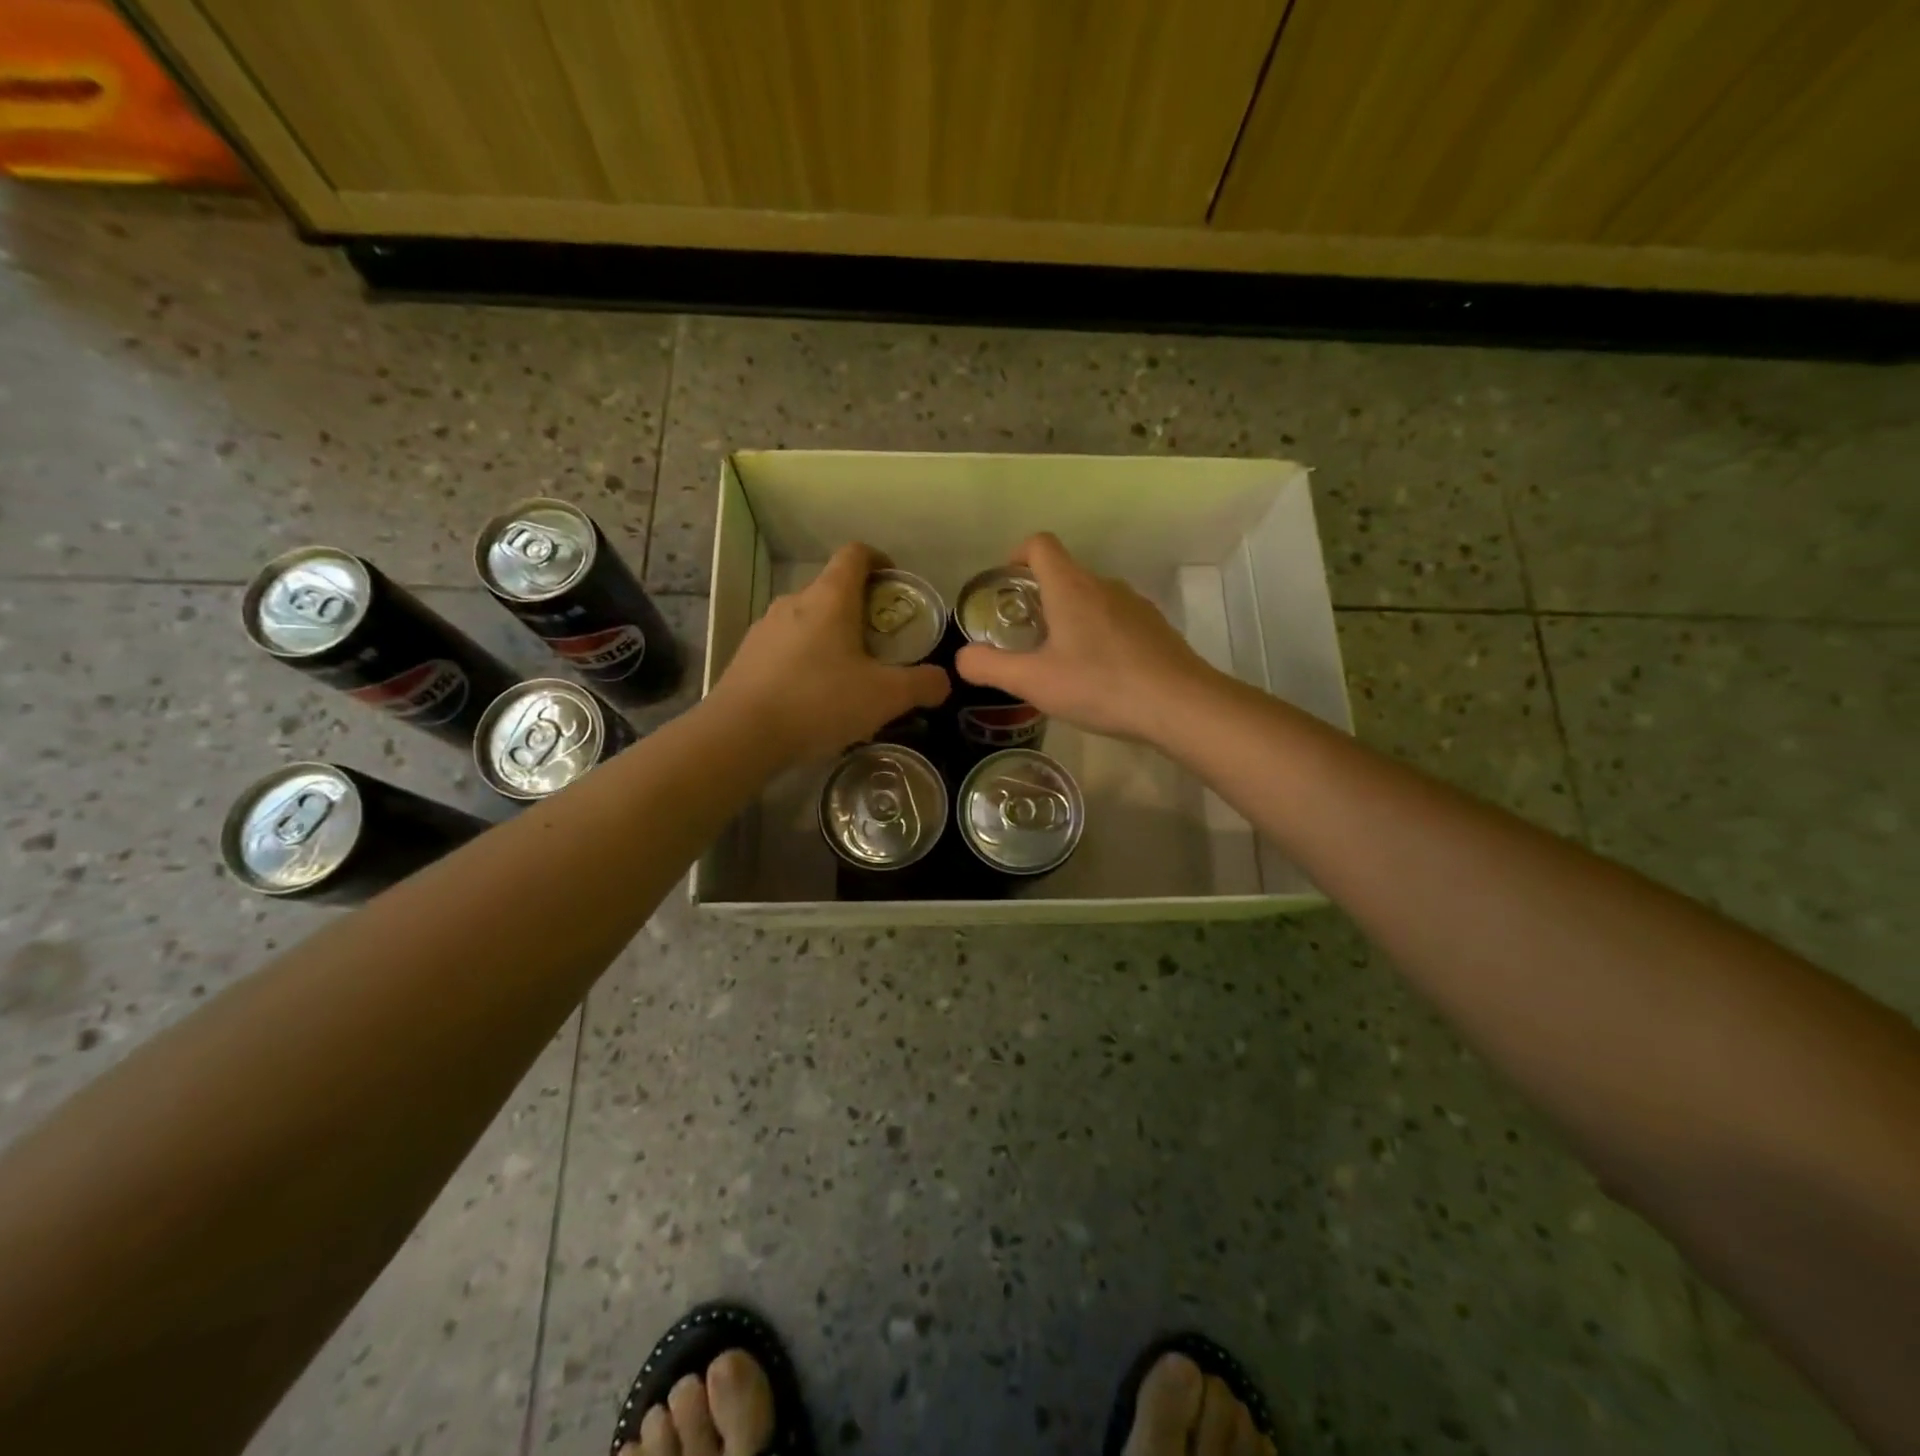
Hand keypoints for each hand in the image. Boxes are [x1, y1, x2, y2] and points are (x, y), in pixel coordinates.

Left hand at [706, 542, 950, 764]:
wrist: (741, 734)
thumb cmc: (819, 702)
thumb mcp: (884, 697)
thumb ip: (921, 685)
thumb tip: (943, 681)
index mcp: (830, 598)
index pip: (855, 554)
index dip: (879, 559)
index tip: (894, 582)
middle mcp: (795, 601)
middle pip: (832, 589)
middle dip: (860, 608)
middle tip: (881, 643)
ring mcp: (766, 627)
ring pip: (808, 619)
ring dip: (832, 635)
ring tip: (848, 674)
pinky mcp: (747, 654)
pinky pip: (786, 645)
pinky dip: (806, 658)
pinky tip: (813, 695)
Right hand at [954, 533, 1219, 743]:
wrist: (1179, 704)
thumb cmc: (1100, 685)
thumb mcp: (1034, 682)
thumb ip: (990, 667)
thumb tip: (961, 658)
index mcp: (1071, 587)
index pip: (1040, 544)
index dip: (1017, 555)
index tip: (1006, 586)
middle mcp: (1104, 585)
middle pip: (1065, 573)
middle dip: (1039, 597)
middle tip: (1025, 637)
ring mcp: (1135, 605)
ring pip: (1092, 598)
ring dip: (1071, 618)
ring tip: (1061, 661)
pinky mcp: (1155, 628)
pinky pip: (1116, 620)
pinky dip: (1099, 635)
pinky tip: (1100, 674)